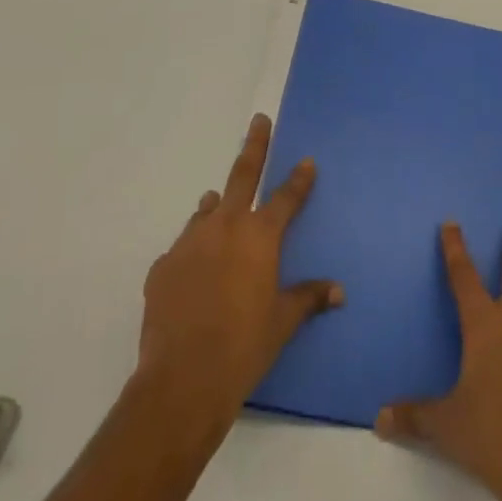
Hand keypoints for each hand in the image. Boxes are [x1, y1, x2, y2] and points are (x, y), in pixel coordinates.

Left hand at [136, 113, 342, 434]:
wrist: (183, 379)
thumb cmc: (244, 346)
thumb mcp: (283, 322)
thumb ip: (309, 298)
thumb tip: (339, 291)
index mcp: (259, 236)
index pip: (286, 197)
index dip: (299, 179)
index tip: (306, 161)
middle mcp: (225, 227)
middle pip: (243, 175)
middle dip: (254, 145)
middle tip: (258, 121)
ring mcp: (189, 243)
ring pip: (206, 211)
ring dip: (217, 205)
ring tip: (219, 202)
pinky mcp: (162, 266)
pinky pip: (183, 247)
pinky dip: (193, 249)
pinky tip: (193, 268)